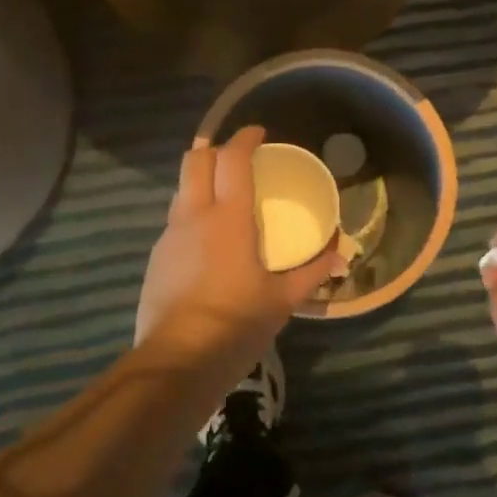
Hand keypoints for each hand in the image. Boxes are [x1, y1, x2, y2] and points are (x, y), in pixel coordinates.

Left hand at [136, 127, 339, 384]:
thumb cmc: (236, 324)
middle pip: (194, 161)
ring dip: (200, 181)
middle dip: (214, 148)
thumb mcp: (282, 300)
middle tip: (236, 157)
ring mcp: (169, 237)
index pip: (232, 160)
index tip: (259, 133)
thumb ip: (312, 273)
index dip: (245, 139)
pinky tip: (208, 242)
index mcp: (228, 218)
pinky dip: (192, 214)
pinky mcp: (156, 259)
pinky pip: (175, 221)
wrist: (176, 362)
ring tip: (223, 197)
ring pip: (181, 189)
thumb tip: (340, 255)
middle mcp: (194, 216)